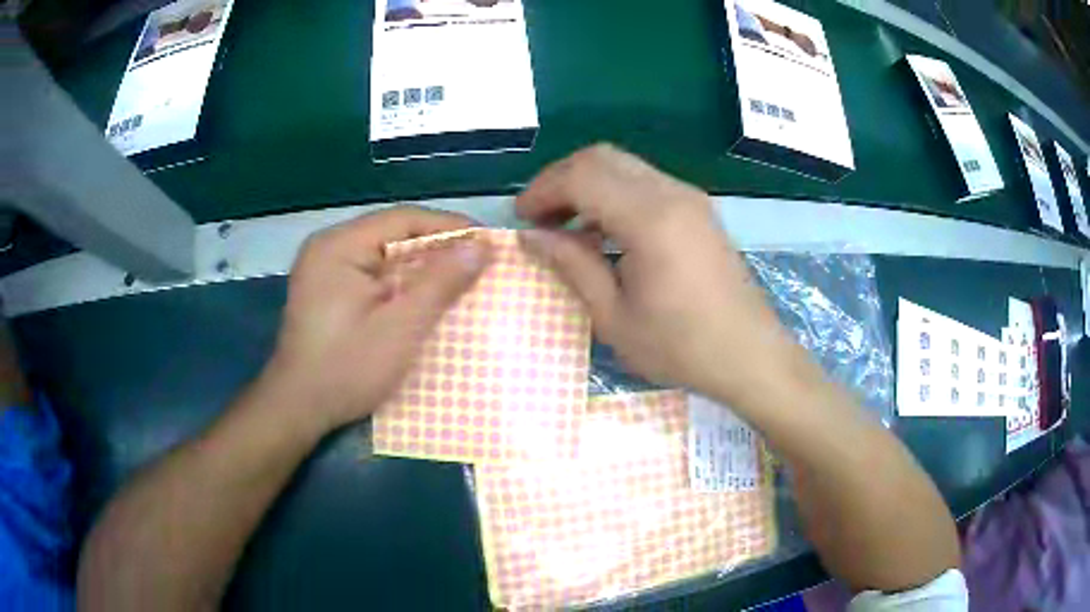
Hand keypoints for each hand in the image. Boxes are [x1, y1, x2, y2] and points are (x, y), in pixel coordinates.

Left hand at [259, 206, 490, 433]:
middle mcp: (329, 247)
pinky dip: (399, 282)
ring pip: (383, 255)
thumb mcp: (400, 328)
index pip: (403, 220)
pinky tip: (422, 296)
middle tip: (478, 262)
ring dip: (420, 266)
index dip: (449, 227)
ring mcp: (324, 268)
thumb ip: (440, 283)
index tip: (487, 241)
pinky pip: (372, 273)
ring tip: (459, 278)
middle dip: (436, 248)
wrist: (298, 408)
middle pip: (392, 235)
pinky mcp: (327, 289)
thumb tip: (480, 247)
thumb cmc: (347, 368)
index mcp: (339, 245)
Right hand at [517, 144, 802, 406]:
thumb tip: (529, 236)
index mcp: (651, 219)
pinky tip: (603, 231)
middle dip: (561, 180)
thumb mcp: (614, 317)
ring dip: (587, 185)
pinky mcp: (697, 209)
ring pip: (623, 165)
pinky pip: (645, 182)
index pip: (582, 175)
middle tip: (539, 218)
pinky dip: (613, 194)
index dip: (542, 190)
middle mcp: (672, 193)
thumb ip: (572, 265)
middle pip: (601, 157)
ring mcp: (689, 197)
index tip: (521, 219)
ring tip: (565, 226)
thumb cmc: (681, 347)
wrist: (750, 355)